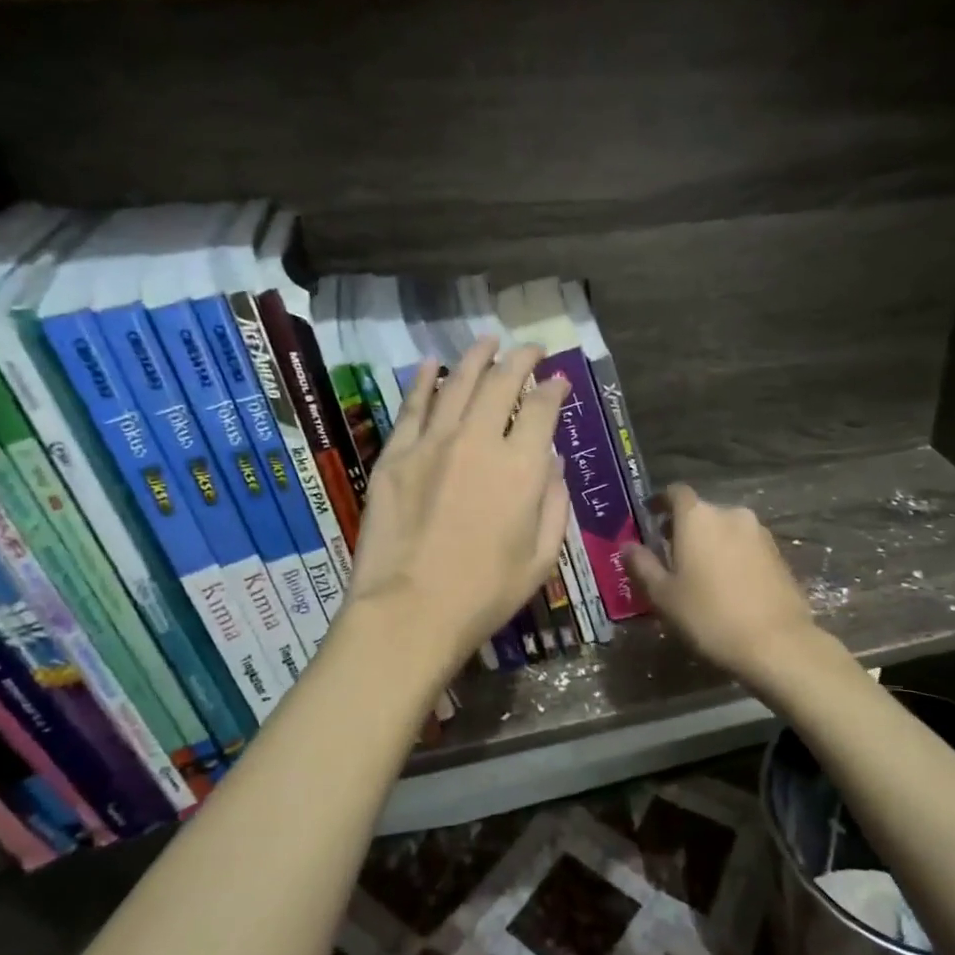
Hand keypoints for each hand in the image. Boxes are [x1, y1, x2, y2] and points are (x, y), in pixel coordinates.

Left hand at [346, 339, 571, 677]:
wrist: (409, 612)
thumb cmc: (485, 594)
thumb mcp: (542, 558)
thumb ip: (554, 503)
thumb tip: (553, 462)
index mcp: (521, 467)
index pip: (542, 408)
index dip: (553, 388)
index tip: (558, 380)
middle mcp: (478, 441)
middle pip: (502, 383)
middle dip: (521, 359)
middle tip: (530, 349)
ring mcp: (432, 444)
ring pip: (457, 384)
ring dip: (476, 358)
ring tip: (488, 342)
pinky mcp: (395, 456)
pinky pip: (412, 407)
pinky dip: (423, 381)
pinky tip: (431, 364)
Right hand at [624, 483, 820, 683]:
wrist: (777, 644)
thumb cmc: (709, 616)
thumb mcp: (664, 595)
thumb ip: (642, 566)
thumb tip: (627, 546)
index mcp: (698, 516)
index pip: (675, 493)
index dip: (660, 502)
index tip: (650, 516)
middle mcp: (730, 514)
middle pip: (701, 511)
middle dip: (684, 527)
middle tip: (670, 553)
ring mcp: (760, 533)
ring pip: (726, 528)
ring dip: (711, 542)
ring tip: (700, 572)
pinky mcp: (779, 554)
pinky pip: (747, 546)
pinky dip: (733, 556)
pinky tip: (728, 584)